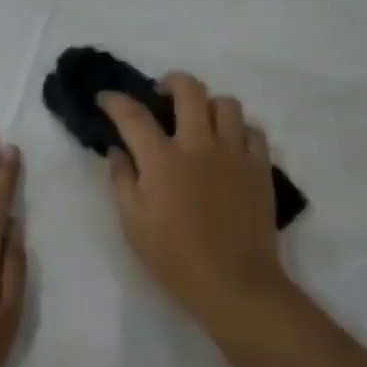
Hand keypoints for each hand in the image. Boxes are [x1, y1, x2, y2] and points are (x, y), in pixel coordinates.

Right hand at [100, 72, 288, 333]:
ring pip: (226, 104)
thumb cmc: (175, 258)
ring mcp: (234, 153)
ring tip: (200, 120)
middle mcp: (199, 144)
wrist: (235, 284)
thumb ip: (122, 180)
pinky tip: (229, 145)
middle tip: (162, 94)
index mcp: (162, 159)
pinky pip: (253, 131)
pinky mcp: (260, 168)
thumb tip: (118, 151)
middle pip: (189, 89)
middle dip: (171, 82)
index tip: (106, 98)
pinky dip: (239, 130)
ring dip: (209, 105)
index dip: (115, 101)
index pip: (133, 115)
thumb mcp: (133, 223)